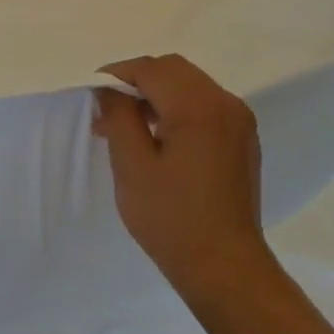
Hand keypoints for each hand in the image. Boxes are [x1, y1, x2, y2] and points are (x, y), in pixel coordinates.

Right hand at [92, 55, 276, 305]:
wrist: (222, 263)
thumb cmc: (170, 217)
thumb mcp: (132, 166)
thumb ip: (119, 118)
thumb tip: (109, 90)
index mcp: (199, 108)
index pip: (152, 69)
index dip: (117, 74)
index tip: (91, 93)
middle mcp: (226, 104)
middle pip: (174, 70)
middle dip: (136, 81)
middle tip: (106, 110)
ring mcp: (239, 122)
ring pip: (190, 86)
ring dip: (155, 95)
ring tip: (125, 126)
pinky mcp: (242, 140)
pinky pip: (204, 107)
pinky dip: (176, 110)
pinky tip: (156, 139)